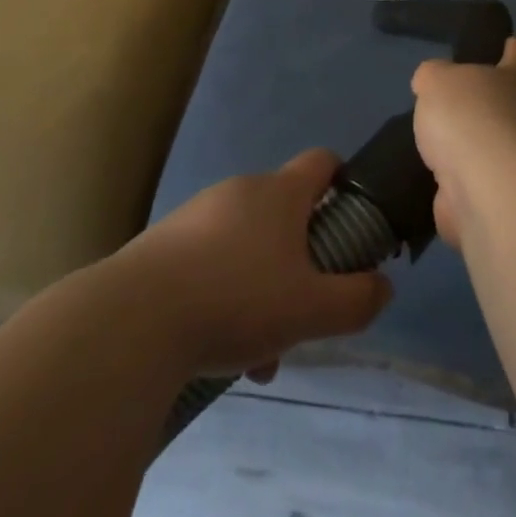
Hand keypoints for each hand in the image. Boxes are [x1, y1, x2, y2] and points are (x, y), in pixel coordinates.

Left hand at [128, 150, 392, 379]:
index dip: (343, 182)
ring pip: (248, 248)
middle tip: (302, 315)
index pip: (322, 160)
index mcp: (279, 192)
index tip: (350, 223)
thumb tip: (382, 286)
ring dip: (263, 292)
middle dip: (301, 265)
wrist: (133, 319)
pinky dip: (225, 297)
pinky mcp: (165, 243)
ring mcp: (198, 214)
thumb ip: (356, 300)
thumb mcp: (310, 310)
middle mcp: (240, 191)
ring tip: (257, 356)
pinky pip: (212, 263)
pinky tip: (218, 350)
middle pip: (286, 216)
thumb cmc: (236, 300)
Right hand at [412, 38, 515, 247]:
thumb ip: (433, 77)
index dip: (513, 52)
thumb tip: (431, 85)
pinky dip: (445, 186)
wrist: (480, 183)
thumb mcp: (437, 79)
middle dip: (478, 107)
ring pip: (479, 150)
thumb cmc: (465, 114)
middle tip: (447, 102)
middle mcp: (513, 122)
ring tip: (427, 142)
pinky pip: (460, 187)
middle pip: (498, 108)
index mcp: (507, 83)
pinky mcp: (482, 200)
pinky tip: (423, 180)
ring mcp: (500, 165)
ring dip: (460, 149)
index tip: (513, 44)